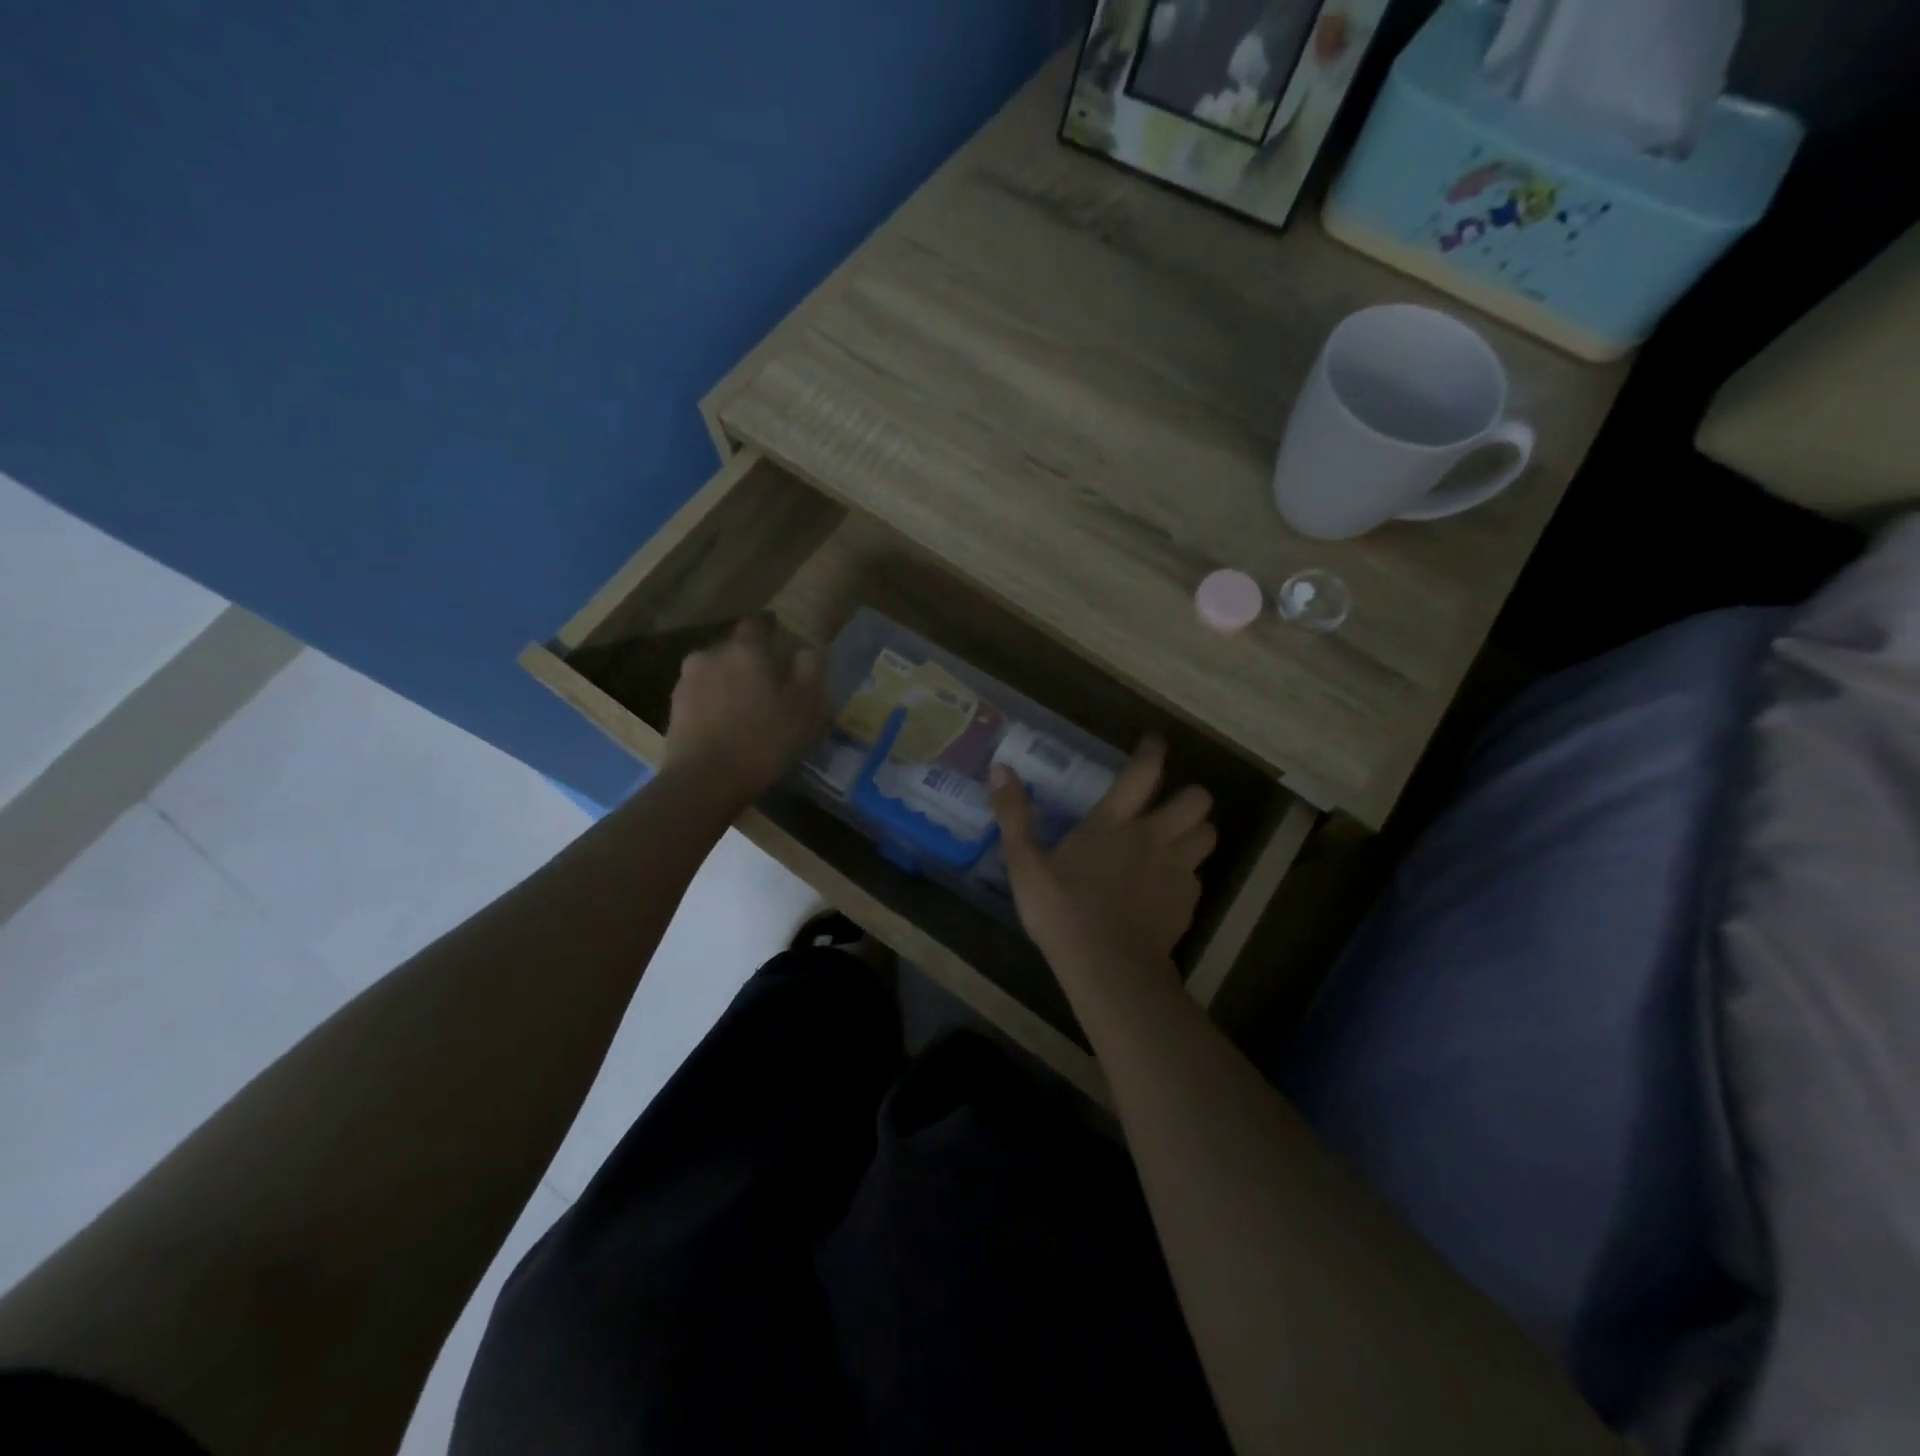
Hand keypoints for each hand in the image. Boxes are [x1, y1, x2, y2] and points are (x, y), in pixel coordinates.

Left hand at [661, 615, 828, 804]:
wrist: (705, 780)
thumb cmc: (764, 739)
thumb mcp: (805, 707)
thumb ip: (811, 670)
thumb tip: (808, 649)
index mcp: (745, 649)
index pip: (758, 623)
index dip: (772, 630)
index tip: (783, 643)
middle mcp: (711, 654)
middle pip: (735, 649)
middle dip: (751, 661)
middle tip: (770, 684)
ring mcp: (687, 681)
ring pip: (716, 672)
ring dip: (731, 682)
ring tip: (747, 709)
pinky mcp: (674, 708)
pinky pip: (702, 696)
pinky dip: (715, 703)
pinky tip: (727, 725)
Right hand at [989, 736, 1215, 975]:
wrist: (1108, 967)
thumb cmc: (1061, 910)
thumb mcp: (1024, 863)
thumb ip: (1014, 815)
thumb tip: (1000, 768)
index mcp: (1113, 823)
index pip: (1143, 773)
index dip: (1153, 752)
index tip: (1155, 743)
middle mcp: (1153, 837)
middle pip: (1197, 801)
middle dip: (1190, 796)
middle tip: (1172, 804)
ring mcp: (1175, 870)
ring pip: (1208, 835)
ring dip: (1197, 832)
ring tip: (1179, 840)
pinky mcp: (1187, 903)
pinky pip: (1198, 877)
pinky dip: (1187, 875)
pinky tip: (1168, 887)